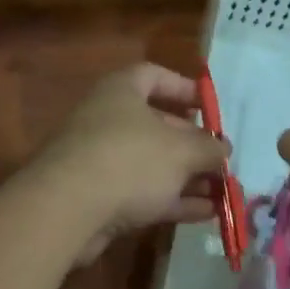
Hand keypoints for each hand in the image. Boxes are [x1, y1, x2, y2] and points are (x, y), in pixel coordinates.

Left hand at [32, 64, 229, 264]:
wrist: (67, 210)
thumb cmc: (129, 161)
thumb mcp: (181, 151)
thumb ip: (208, 148)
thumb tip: (222, 149)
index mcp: (120, 92)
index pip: (152, 75)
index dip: (183, 87)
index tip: (209, 108)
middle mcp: (106, 120)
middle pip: (156, 124)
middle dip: (192, 143)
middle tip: (220, 160)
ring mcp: (99, 160)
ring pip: (151, 163)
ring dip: (187, 176)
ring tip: (222, 191)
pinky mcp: (97, 197)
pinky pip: (142, 193)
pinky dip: (172, 200)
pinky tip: (205, 213)